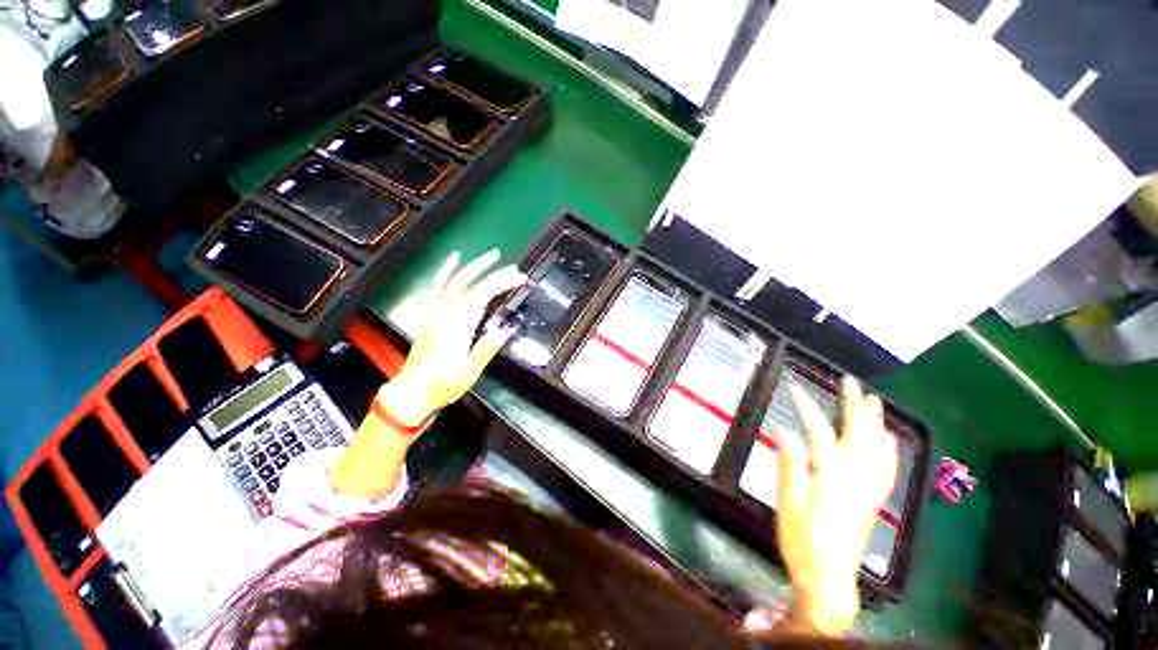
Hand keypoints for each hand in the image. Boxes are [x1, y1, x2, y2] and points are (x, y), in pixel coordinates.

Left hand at [378, 250, 525, 425]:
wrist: (411, 392)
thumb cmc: (443, 384)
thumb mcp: (468, 372)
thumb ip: (485, 350)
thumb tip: (504, 329)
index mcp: (457, 325)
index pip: (483, 295)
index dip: (502, 283)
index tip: (519, 277)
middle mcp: (445, 313)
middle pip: (472, 285)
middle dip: (495, 274)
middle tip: (515, 269)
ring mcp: (435, 311)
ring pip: (457, 281)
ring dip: (475, 266)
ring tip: (493, 255)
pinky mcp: (430, 314)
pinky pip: (438, 286)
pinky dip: (446, 270)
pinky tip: (454, 259)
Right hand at [775, 377, 897, 634]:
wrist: (830, 581)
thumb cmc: (803, 543)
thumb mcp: (788, 504)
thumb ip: (789, 465)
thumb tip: (783, 430)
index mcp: (832, 477)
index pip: (820, 433)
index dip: (807, 408)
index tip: (794, 388)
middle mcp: (856, 479)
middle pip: (858, 435)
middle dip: (854, 406)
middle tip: (850, 382)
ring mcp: (869, 490)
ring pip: (877, 449)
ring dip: (875, 422)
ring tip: (873, 400)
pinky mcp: (872, 501)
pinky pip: (886, 469)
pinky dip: (887, 449)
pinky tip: (888, 440)